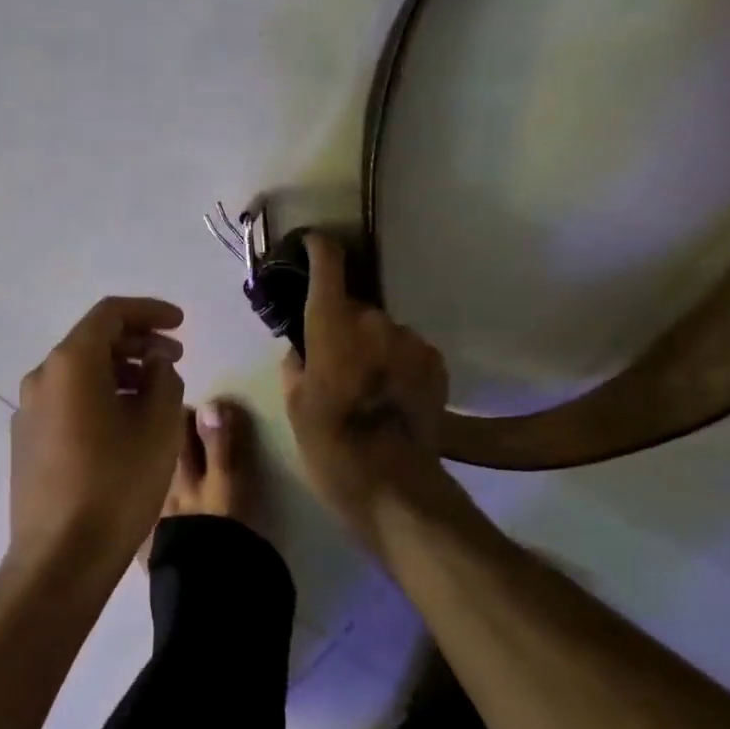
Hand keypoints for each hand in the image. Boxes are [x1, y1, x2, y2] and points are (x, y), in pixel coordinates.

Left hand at [9, 296, 187, 579]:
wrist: (60, 558)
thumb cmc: (116, 485)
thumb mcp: (159, 426)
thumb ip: (164, 379)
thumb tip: (153, 365)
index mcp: (70, 364)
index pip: (110, 314)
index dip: (149, 311)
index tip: (180, 323)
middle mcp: (41, 378)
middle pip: (92, 341)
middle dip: (137, 343)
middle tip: (175, 358)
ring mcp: (28, 411)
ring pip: (79, 373)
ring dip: (119, 371)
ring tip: (155, 391)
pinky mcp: (26, 441)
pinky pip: (67, 401)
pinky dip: (99, 395)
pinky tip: (124, 421)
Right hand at [282, 235, 450, 550]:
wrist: (393, 483)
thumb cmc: (329, 442)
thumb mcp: (294, 403)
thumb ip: (297, 361)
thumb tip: (304, 346)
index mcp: (332, 323)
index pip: (328, 263)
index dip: (318, 247)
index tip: (310, 245)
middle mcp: (374, 320)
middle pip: (354, 307)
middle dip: (342, 324)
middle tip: (332, 359)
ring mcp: (411, 340)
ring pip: (382, 331)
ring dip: (371, 346)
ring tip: (365, 387)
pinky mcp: (435, 363)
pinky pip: (406, 350)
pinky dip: (395, 363)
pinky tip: (390, 397)